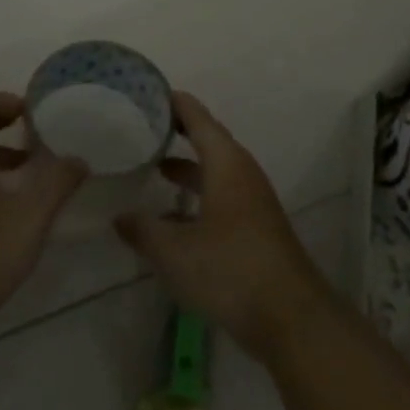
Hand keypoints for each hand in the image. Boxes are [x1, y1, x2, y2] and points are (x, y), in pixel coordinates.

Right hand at [113, 92, 330, 361]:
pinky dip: (196, 197)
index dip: (175, 104)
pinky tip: (172, 219)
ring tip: (153, 168)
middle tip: (143, 127)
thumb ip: (143, 230)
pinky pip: (221, 198)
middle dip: (178, 134)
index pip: (199, 119)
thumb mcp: (174, 251)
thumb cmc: (230, 270)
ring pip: (215, 173)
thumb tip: (118, 216)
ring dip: (187, 169)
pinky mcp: (255, 228)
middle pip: (208, 142)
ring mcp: (252, 202)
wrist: (291, 317)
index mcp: (227, 165)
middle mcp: (242, 175)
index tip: (148, 93)